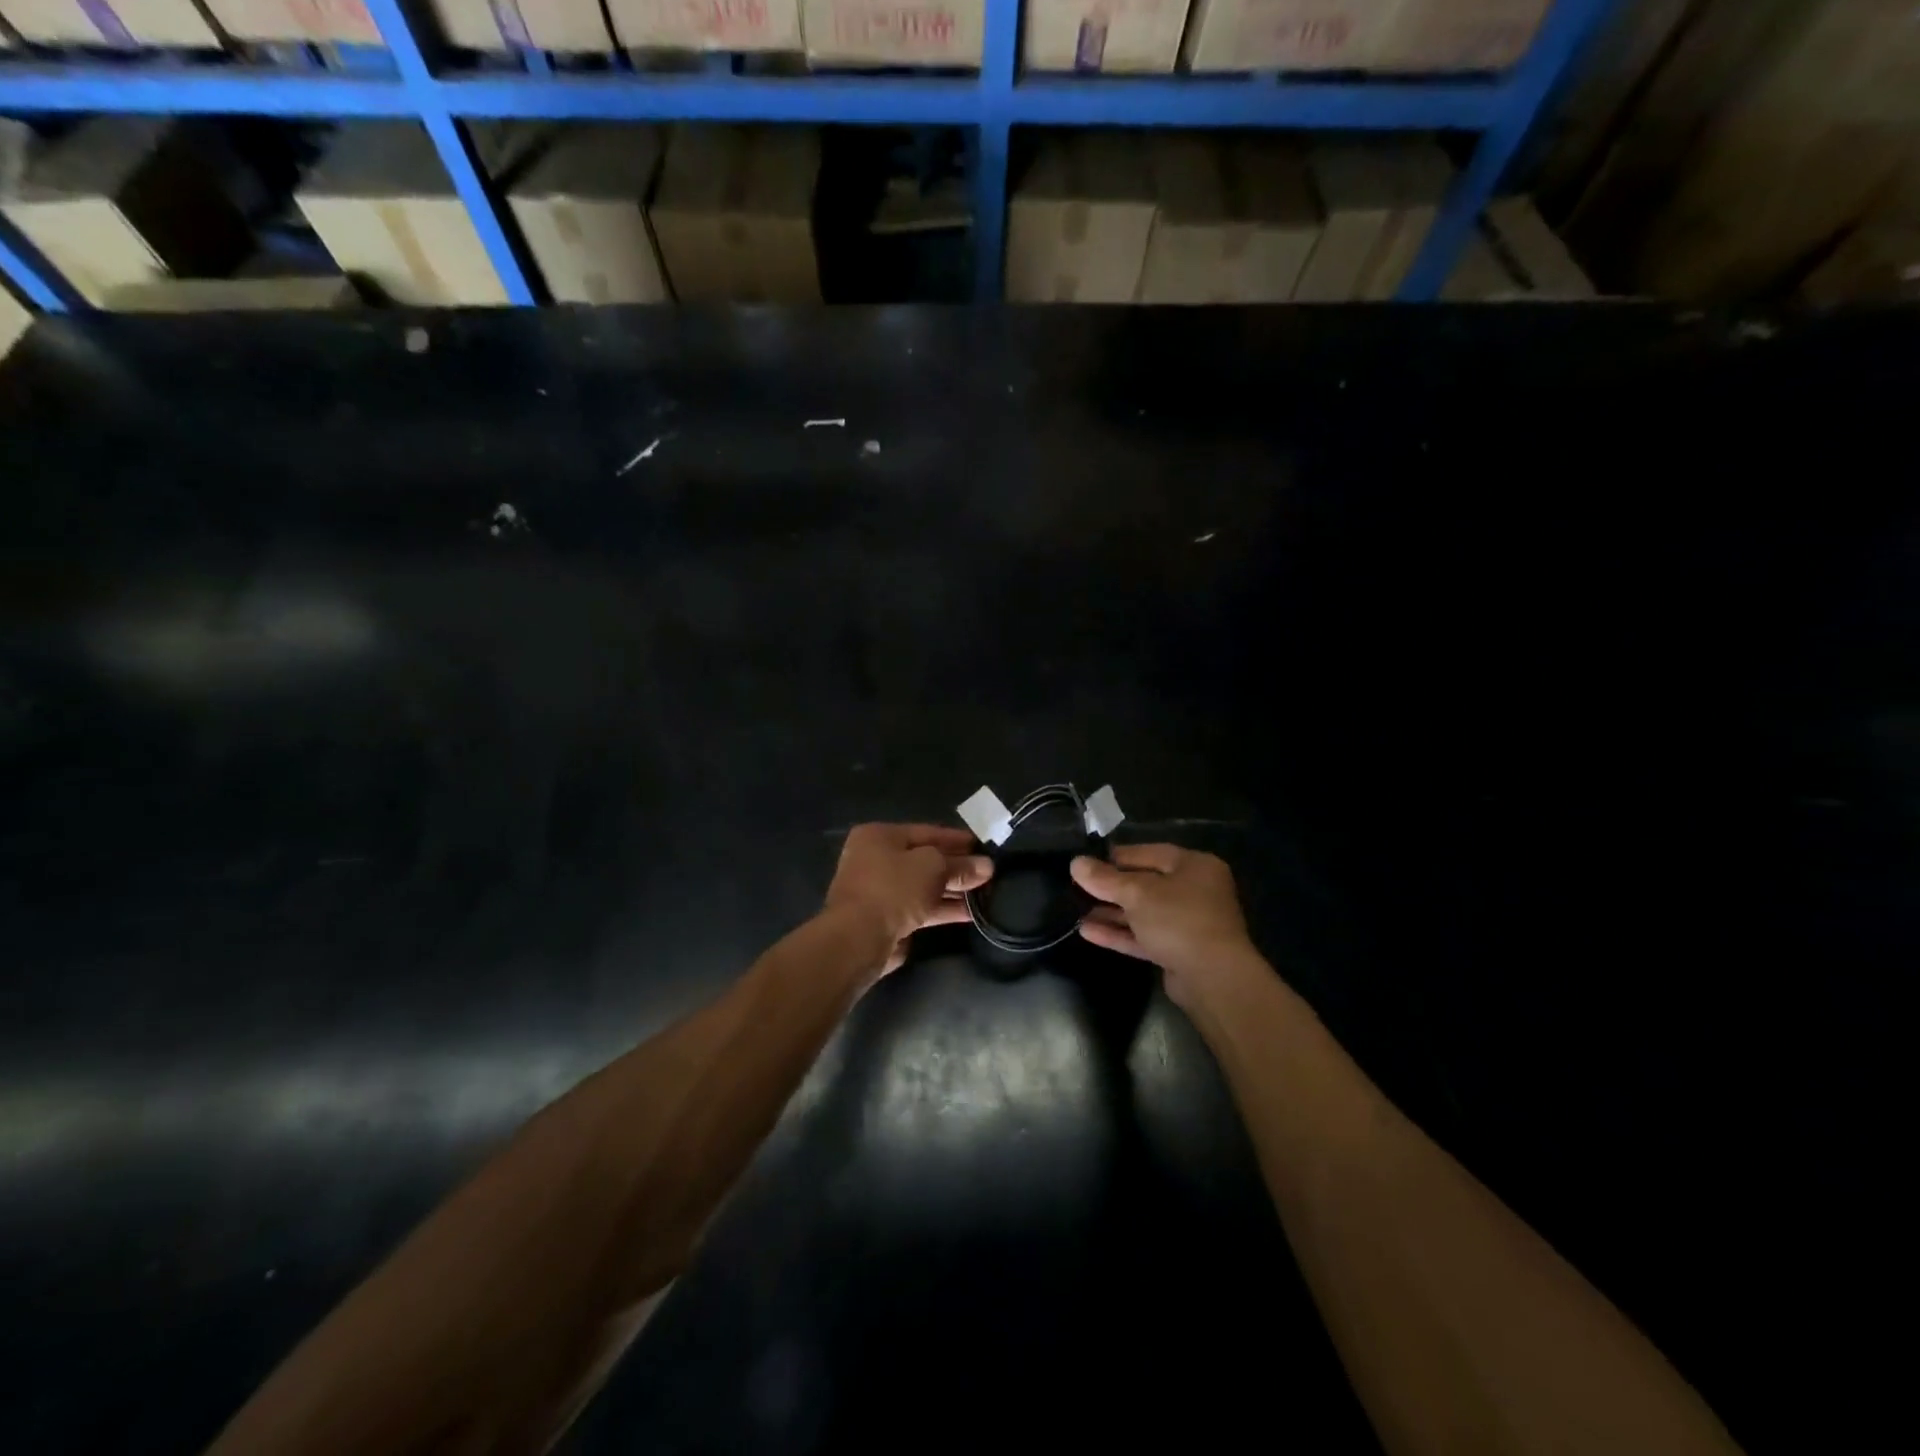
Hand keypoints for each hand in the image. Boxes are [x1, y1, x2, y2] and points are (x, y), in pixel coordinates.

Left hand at [826, 823, 992, 975]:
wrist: (859, 938)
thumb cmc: (894, 888)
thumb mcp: (933, 868)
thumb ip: (960, 866)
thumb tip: (986, 866)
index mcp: (879, 836)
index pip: (926, 832)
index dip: (956, 839)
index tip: (983, 847)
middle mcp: (875, 860)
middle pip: (924, 860)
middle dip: (956, 867)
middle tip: (988, 873)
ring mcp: (878, 891)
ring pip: (922, 886)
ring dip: (953, 890)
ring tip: (985, 894)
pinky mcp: (884, 920)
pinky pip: (919, 908)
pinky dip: (942, 909)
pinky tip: (970, 913)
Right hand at [1070, 844, 1256, 1005]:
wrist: (1213, 979)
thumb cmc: (1178, 920)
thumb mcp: (1137, 893)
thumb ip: (1105, 878)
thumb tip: (1075, 862)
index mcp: (1194, 866)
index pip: (1149, 853)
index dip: (1116, 857)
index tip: (1086, 861)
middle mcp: (1194, 891)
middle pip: (1145, 883)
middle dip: (1110, 887)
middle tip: (1077, 887)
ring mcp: (1187, 923)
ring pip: (1143, 912)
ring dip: (1111, 912)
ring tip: (1076, 910)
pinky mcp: (1178, 951)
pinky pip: (1144, 936)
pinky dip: (1119, 933)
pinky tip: (1087, 932)